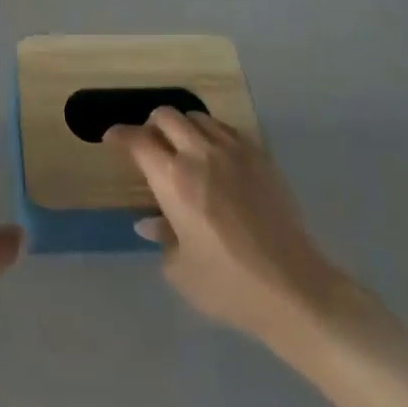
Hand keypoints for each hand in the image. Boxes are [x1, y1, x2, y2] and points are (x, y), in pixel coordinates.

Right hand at [107, 108, 357, 359]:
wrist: (295, 290)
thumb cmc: (229, 286)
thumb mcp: (181, 270)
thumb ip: (162, 237)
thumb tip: (149, 221)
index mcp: (173, 180)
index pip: (137, 140)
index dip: (119, 135)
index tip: (112, 139)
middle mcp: (200, 155)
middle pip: (166, 116)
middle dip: (150, 125)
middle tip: (149, 145)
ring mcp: (234, 152)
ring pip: (197, 117)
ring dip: (182, 127)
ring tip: (183, 149)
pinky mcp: (261, 158)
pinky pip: (227, 129)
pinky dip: (212, 134)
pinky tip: (215, 157)